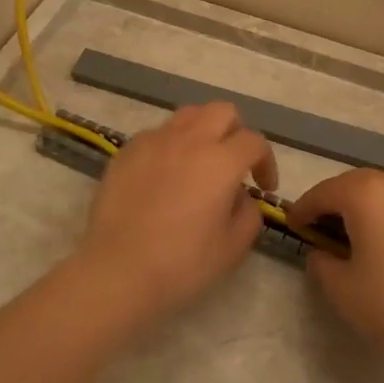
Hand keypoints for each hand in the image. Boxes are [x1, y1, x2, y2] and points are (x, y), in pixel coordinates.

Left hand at [71, 103, 277, 325]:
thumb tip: (240, 196)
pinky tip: (164, 175)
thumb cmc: (182, 264)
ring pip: (188, 115)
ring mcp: (154, 141)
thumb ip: (249, 213)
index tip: (263, 186)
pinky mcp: (127, 151)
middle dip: (236, 132)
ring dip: (203, 132)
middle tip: (234, 164)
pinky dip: (170, 146)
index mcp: (220, 161)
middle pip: (222, 111)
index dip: (266, 161)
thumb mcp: (233, 248)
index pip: (254, 141)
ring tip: (199, 162)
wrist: (117, 271)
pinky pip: (157, 134)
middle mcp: (189, 140)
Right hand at [287, 170, 383, 363]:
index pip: (322, 193)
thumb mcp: (342, 289)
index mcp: (365, 194)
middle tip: (323, 228)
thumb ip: (322, 263)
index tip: (293, 225)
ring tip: (361, 237)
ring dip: (368, 209)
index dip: (303, 209)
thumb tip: (324, 252)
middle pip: (355, 185)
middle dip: (335, 203)